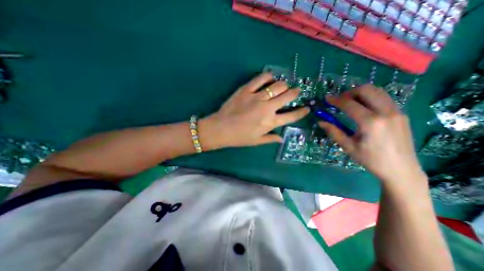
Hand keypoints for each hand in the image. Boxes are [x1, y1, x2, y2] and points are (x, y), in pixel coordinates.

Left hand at [199, 73, 307, 148]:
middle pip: (288, 96)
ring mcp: (257, 97)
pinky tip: (270, 77)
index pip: (292, 116)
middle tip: (296, 91)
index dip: (301, 112)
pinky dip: (268, 76)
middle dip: (295, 93)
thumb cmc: (239, 138)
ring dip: (283, 85)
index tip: (306, 108)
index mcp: (270, 122)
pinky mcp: (246, 89)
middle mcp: (267, 108)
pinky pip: (260, 78)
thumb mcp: (257, 141)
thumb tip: (282, 139)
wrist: (220, 129)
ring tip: (283, 86)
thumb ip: (271, 139)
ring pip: (277, 85)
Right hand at [320, 84, 424, 185]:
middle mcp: (386, 112)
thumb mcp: (348, 147)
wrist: (402, 170)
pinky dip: (371, 98)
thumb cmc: (371, 160)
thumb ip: (334, 132)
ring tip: (350, 102)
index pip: (349, 104)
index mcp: (370, 122)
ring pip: (377, 91)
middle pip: (367, 90)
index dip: (336, 100)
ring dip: (361, 93)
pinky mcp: (401, 114)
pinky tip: (363, 108)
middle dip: (350, 92)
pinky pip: (384, 98)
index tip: (327, 99)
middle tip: (340, 100)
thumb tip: (321, 122)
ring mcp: (396, 112)